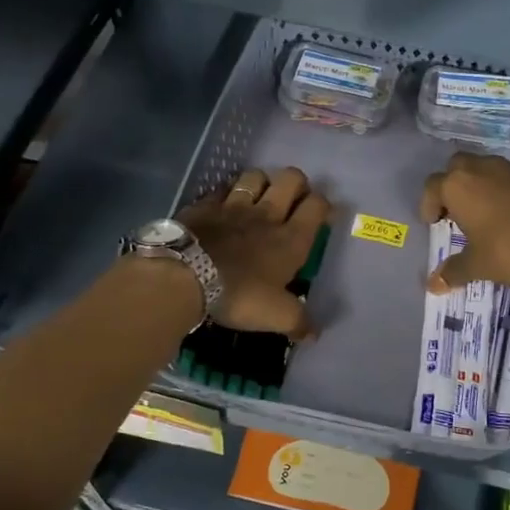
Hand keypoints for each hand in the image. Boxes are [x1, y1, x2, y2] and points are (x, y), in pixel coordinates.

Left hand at [179, 166, 331, 339]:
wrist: (185, 277)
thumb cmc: (240, 295)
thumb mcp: (276, 316)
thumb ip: (298, 322)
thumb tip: (314, 333)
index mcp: (291, 239)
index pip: (317, 206)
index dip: (324, 204)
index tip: (323, 214)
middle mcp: (267, 215)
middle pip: (291, 179)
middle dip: (297, 184)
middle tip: (293, 200)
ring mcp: (233, 206)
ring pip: (255, 176)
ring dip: (262, 182)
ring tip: (259, 196)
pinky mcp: (204, 206)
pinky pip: (220, 189)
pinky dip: (226, 192)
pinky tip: (224, 203)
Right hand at [420, 153, 509, 293]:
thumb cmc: (509, 247)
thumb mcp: (478, 264)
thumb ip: (454, 271)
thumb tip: (433, 285)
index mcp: (457, 186)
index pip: (432, 187)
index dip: (429, 204)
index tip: (434, 223)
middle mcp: (480, 168)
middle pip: (457, 167)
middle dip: (452, 185)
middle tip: (456, 210)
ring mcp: (509, 168)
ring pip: (484, 168)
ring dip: (479, 185)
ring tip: (483, 211)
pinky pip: (509, 177)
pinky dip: (504, 189)